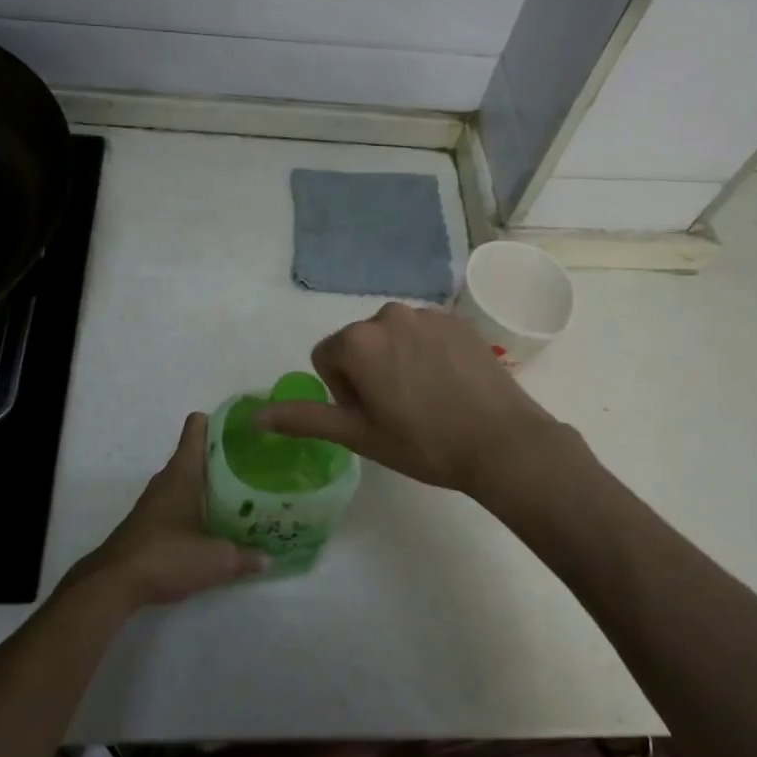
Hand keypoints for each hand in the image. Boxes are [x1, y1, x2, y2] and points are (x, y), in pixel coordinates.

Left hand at [71, 412, 267, 612]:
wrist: (114, 584)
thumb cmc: (166, 556)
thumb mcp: (216, 560)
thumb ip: (245, 557)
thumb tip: (268, 559)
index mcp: (183, 471)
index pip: (197, 427)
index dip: (220, 422)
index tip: (245, 430)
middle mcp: (168, 478)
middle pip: (199, 454)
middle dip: (226, 458)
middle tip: (257, 467)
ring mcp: (157, 500)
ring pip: (190, 480)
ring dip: (213, 484)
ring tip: (246, 495)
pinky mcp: (151, 522)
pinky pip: (181, 502)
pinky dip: (199, 506)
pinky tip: (218, 524)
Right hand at [255, 303, 561, 497]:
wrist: (502, 442)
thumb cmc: (422, 443)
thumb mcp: (358, 435)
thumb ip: (303, 419)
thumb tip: (255, 417)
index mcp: (358, 340)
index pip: (326, 358)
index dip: (342, 391)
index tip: (372, 416)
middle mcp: (388, 314)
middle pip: (359, 344)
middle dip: (368, 372)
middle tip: (397, 411)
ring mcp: (427, 314)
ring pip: (393, 337)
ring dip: (397, 361)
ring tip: (426, 400)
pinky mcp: (458, 320)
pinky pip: (425, 333)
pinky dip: (427, 354)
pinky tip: (449, 386)